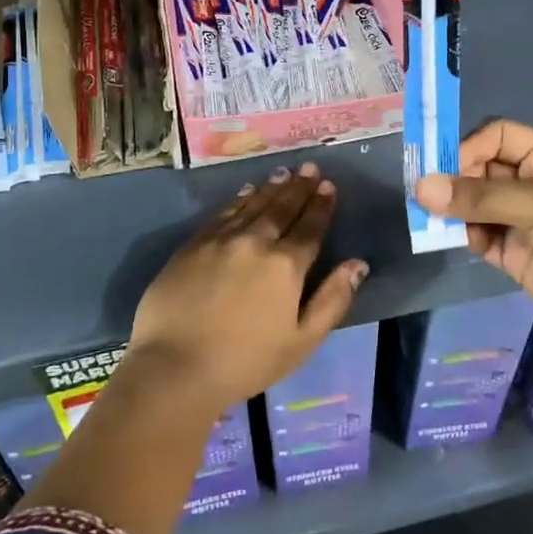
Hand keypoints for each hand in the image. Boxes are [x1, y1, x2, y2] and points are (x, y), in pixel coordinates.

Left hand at [127, 162, 367, 411]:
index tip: (328, 185)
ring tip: (284, 173)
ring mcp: (220, 240)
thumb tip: (357, 264)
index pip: (310, 227)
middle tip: (309, 167)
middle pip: (282, 208)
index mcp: (285, 266)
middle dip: (299, 187)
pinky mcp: (192, 245)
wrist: (175, 366)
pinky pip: (222, 214)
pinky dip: (238, 200)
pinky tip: (246, 192)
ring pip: (252, 205)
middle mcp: (255, 242)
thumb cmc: (246, 362)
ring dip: (271, 188)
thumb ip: (332, 300)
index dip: (321, 205)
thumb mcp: (302, 341)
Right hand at [415, 120, 532, 355]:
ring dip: (455, 210)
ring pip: (475, 204)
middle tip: (428, 197)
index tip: (445, 169)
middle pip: (482, 169)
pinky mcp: (514, 253)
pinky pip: (479, 235)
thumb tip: (421, 187)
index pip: (499, 136)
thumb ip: (479, 197)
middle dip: (455, 180)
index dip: (470, 147)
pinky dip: (465, 235)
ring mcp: (522, 220)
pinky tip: (457, 241)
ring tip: (433, 220)